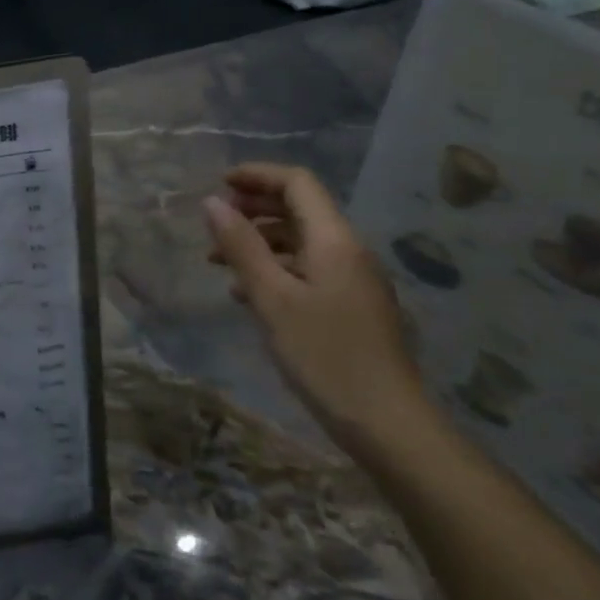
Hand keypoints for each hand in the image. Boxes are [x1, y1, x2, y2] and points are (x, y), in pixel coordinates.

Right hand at [203, 163, 434, 464]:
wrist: (388, 424)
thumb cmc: (324, 355)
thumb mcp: (271, 298)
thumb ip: (241, 246)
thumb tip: (212, 202)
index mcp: (334, 240)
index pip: (298, 183)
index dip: (257, 175)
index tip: (218, 184)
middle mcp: (349, 251)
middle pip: (300, 209)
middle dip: (254, 207)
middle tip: (214, 222)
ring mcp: (353, 281)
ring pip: (301, 242)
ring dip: (259, 241)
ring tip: (218, 262)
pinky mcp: (351, 307)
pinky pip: (308, 270)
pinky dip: (274, 269)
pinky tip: (247, 295)